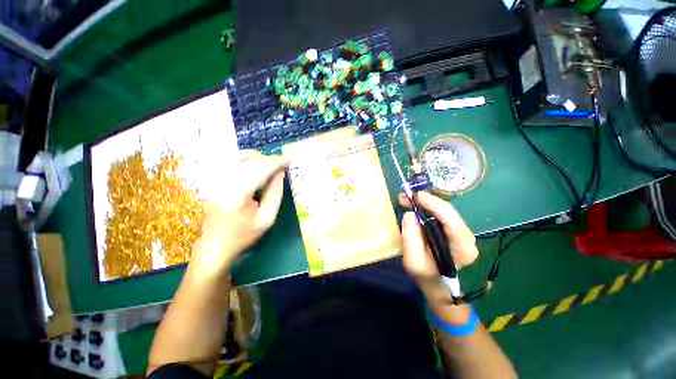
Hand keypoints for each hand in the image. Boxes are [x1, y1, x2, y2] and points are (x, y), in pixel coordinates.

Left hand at [191, 150, 288, 276]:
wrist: (215, 245)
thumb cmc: (244, 235)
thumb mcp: (267, 218)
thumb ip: (275, 193)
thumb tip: (280, 172)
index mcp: (237, 195)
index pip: (260, 170)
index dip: (276, 162)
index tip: (289, 159)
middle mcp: (223, 183)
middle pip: (250, 161)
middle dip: (269, 160)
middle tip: (282, 163)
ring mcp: (214, 181)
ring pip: (239, 157)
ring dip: (258, 158)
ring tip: (271, 164)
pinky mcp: (212, 181)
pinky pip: (230, 161)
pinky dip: (245, 159)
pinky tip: (255, 164)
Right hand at [399, 191, 478, 303]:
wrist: (435, 283)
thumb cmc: (425, 275)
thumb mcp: (414, 261)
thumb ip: (411, 239)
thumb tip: (410, 215)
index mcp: (463, 248)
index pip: (451, 220)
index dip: (434, 204)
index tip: (416, 196)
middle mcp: (467, 237)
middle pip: (448, 212)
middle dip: (426, 201)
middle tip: (406, 197)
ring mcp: (461, 232)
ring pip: (444, 210)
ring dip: (425, 203)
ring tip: (407, 200)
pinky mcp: (453, 229)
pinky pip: (440, 214)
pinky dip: (426, 207)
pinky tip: (415, 206)